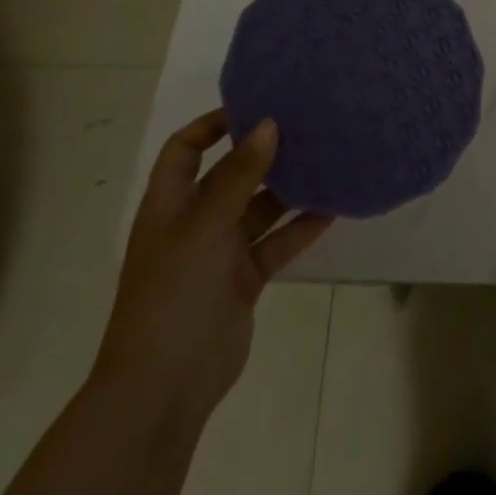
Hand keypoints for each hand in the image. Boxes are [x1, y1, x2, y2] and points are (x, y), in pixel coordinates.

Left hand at [91, 111, 331, 426]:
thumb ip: (239, 176)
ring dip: (288, 188)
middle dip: (263, 152)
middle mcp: (194, 222)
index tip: (255, 105)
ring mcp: (220, 253)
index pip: (185, 150)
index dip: (212, 125)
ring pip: (259, 208)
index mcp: (170, 205)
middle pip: (230, 174)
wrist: (163, 389)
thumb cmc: (173, 294)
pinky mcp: (244, 280)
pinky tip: (332, 208)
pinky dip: (300, 227)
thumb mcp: (204, 226)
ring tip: (327, 158)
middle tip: (306, 124)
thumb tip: (269, 123)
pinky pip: (276, 243)